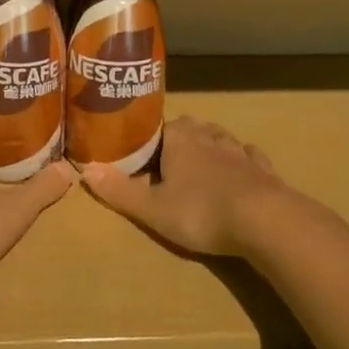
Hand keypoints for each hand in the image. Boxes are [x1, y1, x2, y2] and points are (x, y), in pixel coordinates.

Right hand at [82, 115, 289, 256]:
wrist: (264, 220)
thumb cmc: (201, 212)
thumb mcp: (152, 208)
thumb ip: (119, 190)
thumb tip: (84, 169)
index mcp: (179, 139)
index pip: (158, 127)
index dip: (148, 141)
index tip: (142, 156)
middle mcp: (209, 136)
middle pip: (190, 128)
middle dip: (179, 140)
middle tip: (168, 163)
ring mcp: (239, 150)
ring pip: (220, 138)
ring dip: (210, 147)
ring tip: (201, 164)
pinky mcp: (263, 169)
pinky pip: (249, 156)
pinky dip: (242, 161)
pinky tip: (241, 169)